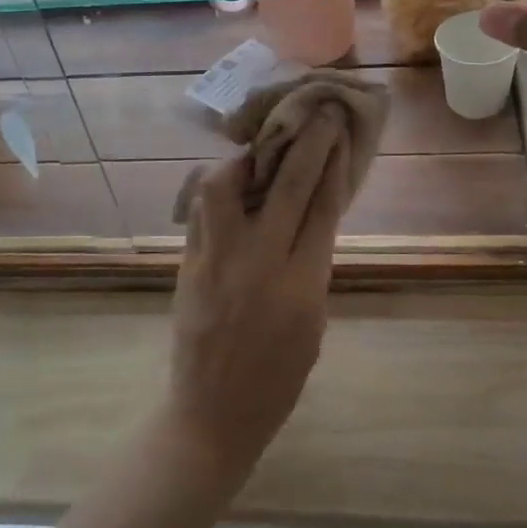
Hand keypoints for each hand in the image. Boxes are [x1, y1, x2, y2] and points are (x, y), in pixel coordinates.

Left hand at [166, 112, 351, 484]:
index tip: (339, 131)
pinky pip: (202, 208)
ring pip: (227, 186)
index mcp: (302, 286)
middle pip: (286, 185)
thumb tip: (312, 212)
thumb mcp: (314, 324)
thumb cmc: (277, 379)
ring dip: (248, 158)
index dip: (332, 163)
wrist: (213, 415)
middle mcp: (259, 263)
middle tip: (318, 112)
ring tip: (260, 149)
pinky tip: (230, 179)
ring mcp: (217, 259)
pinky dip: (218, 186)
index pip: (322, 207)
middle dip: (308, 142)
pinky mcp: (188, 262)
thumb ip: (314, 265)